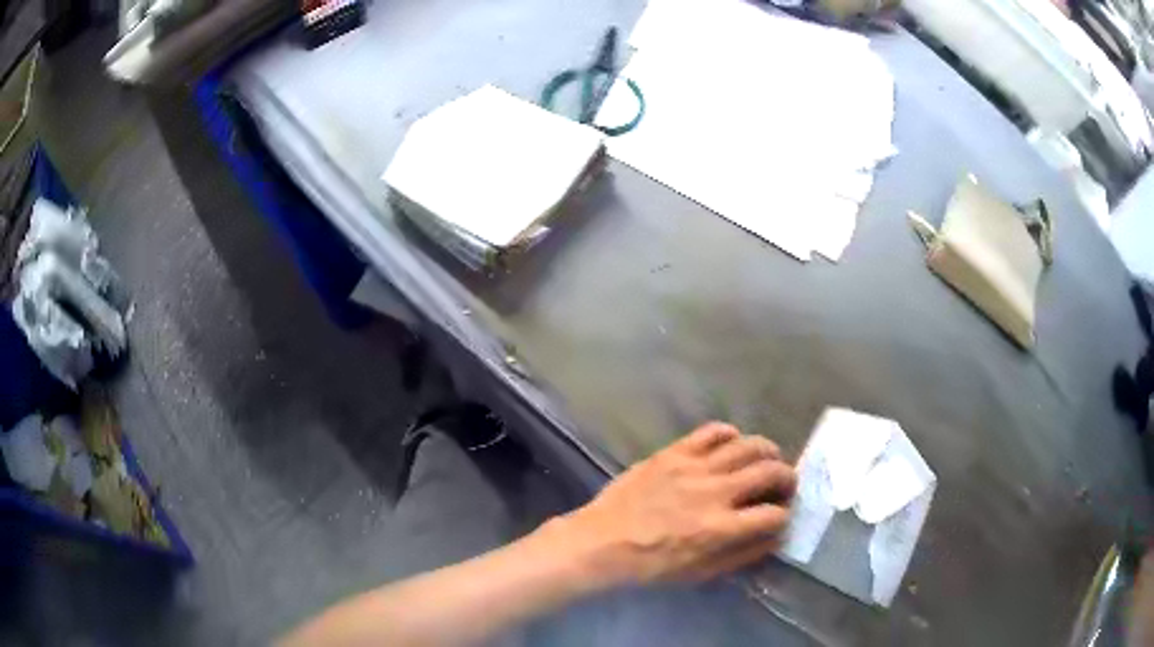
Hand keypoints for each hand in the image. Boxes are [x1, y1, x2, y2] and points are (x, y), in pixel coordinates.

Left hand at [547, 423, 796, 589]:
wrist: (602, 542)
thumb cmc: (650, 565)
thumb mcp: (699, 573)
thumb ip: (742, 555)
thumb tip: (774, 537)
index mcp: (720, 528)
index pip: (774, 514)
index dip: (785, 516)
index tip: (780, 516)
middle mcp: (714, 492)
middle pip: (770, 471)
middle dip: (787, 478)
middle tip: (785, 485)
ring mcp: (694, 467)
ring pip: (748, 445)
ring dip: (766, 452)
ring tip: (766, 461)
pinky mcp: (674, 452)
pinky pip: (712, 431)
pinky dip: (730, 434)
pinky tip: (732, 445)